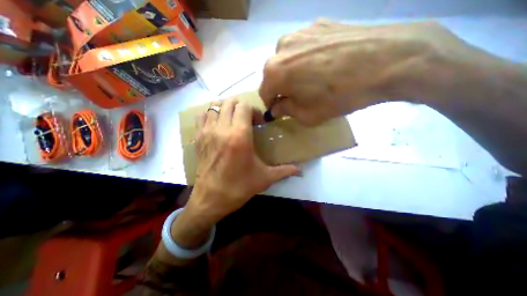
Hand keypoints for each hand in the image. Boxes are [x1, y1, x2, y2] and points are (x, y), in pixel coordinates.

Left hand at [185, 100, 299, 225]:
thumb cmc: (239, 187)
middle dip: (241, 107)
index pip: (244, 106)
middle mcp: (222, 129)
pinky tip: (219, 124)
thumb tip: (301, 170)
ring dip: (226, 109)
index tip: (258, 123)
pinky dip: (212, 115)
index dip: (253, 111)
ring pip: (215, 106)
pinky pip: (202, 116)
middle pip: (230, 102)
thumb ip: (285, 171)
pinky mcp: (198, 138)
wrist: (210, 199)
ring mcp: (207, 132)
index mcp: (239, 136)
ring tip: (233, 120)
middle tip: (247, 120)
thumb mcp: (264, 178)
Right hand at [261, 18, 475, 125]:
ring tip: (313, 80)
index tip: (282, 110)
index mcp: (274, 72)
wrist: (386, 61)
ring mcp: (299, 33)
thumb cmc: (339, 96)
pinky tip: (325, 65)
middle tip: (299, 96)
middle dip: (282, 88)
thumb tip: (276, 108)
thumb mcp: (308, 115)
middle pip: (274, 75)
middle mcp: (280, 49)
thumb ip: (286, 111)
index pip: (264, 93)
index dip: (272, 104)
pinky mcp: (317, 24)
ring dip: (293, 73)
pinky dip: (306, 59)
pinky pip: (303, 48)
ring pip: (287, 60)